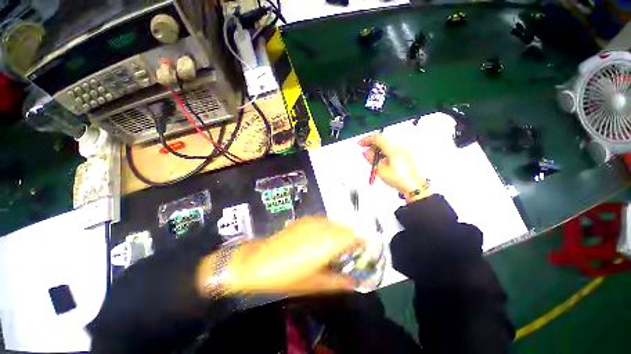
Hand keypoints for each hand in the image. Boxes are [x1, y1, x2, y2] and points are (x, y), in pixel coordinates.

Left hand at [197, 216, 362, 296]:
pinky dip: (327, 229)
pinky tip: (320, 239)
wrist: (258, 261)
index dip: (363, 243)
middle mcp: (323, 227)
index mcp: (328, 242)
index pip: (355, 237)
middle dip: (351, 239)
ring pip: (334, 223)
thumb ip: (338, 281)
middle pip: (346, 228)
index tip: (364, 252)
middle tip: (349, 253)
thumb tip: (354, 282)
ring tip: (335, 247)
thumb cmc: (287, 276)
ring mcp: (312, 221)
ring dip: (339, 233)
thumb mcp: (314, 284)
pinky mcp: (303, 220)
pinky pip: (323, 221)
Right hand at [358, 133, 430, 201]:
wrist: (413, 187)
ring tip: (374, 161)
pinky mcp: (404, 155)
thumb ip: (372, 159)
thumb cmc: (400, 180)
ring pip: (386, 145)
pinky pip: (391, 150)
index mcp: (393, 150)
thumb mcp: (380, 170)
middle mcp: (399, 148)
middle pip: (382, 141)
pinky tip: (381, 161)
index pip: (377, 138)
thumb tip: (366, 152)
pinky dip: (384, 153)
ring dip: (377, 150)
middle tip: (366, 154)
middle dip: (372, 146)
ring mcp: (403, 151)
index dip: (367, 139)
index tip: (361, 144)